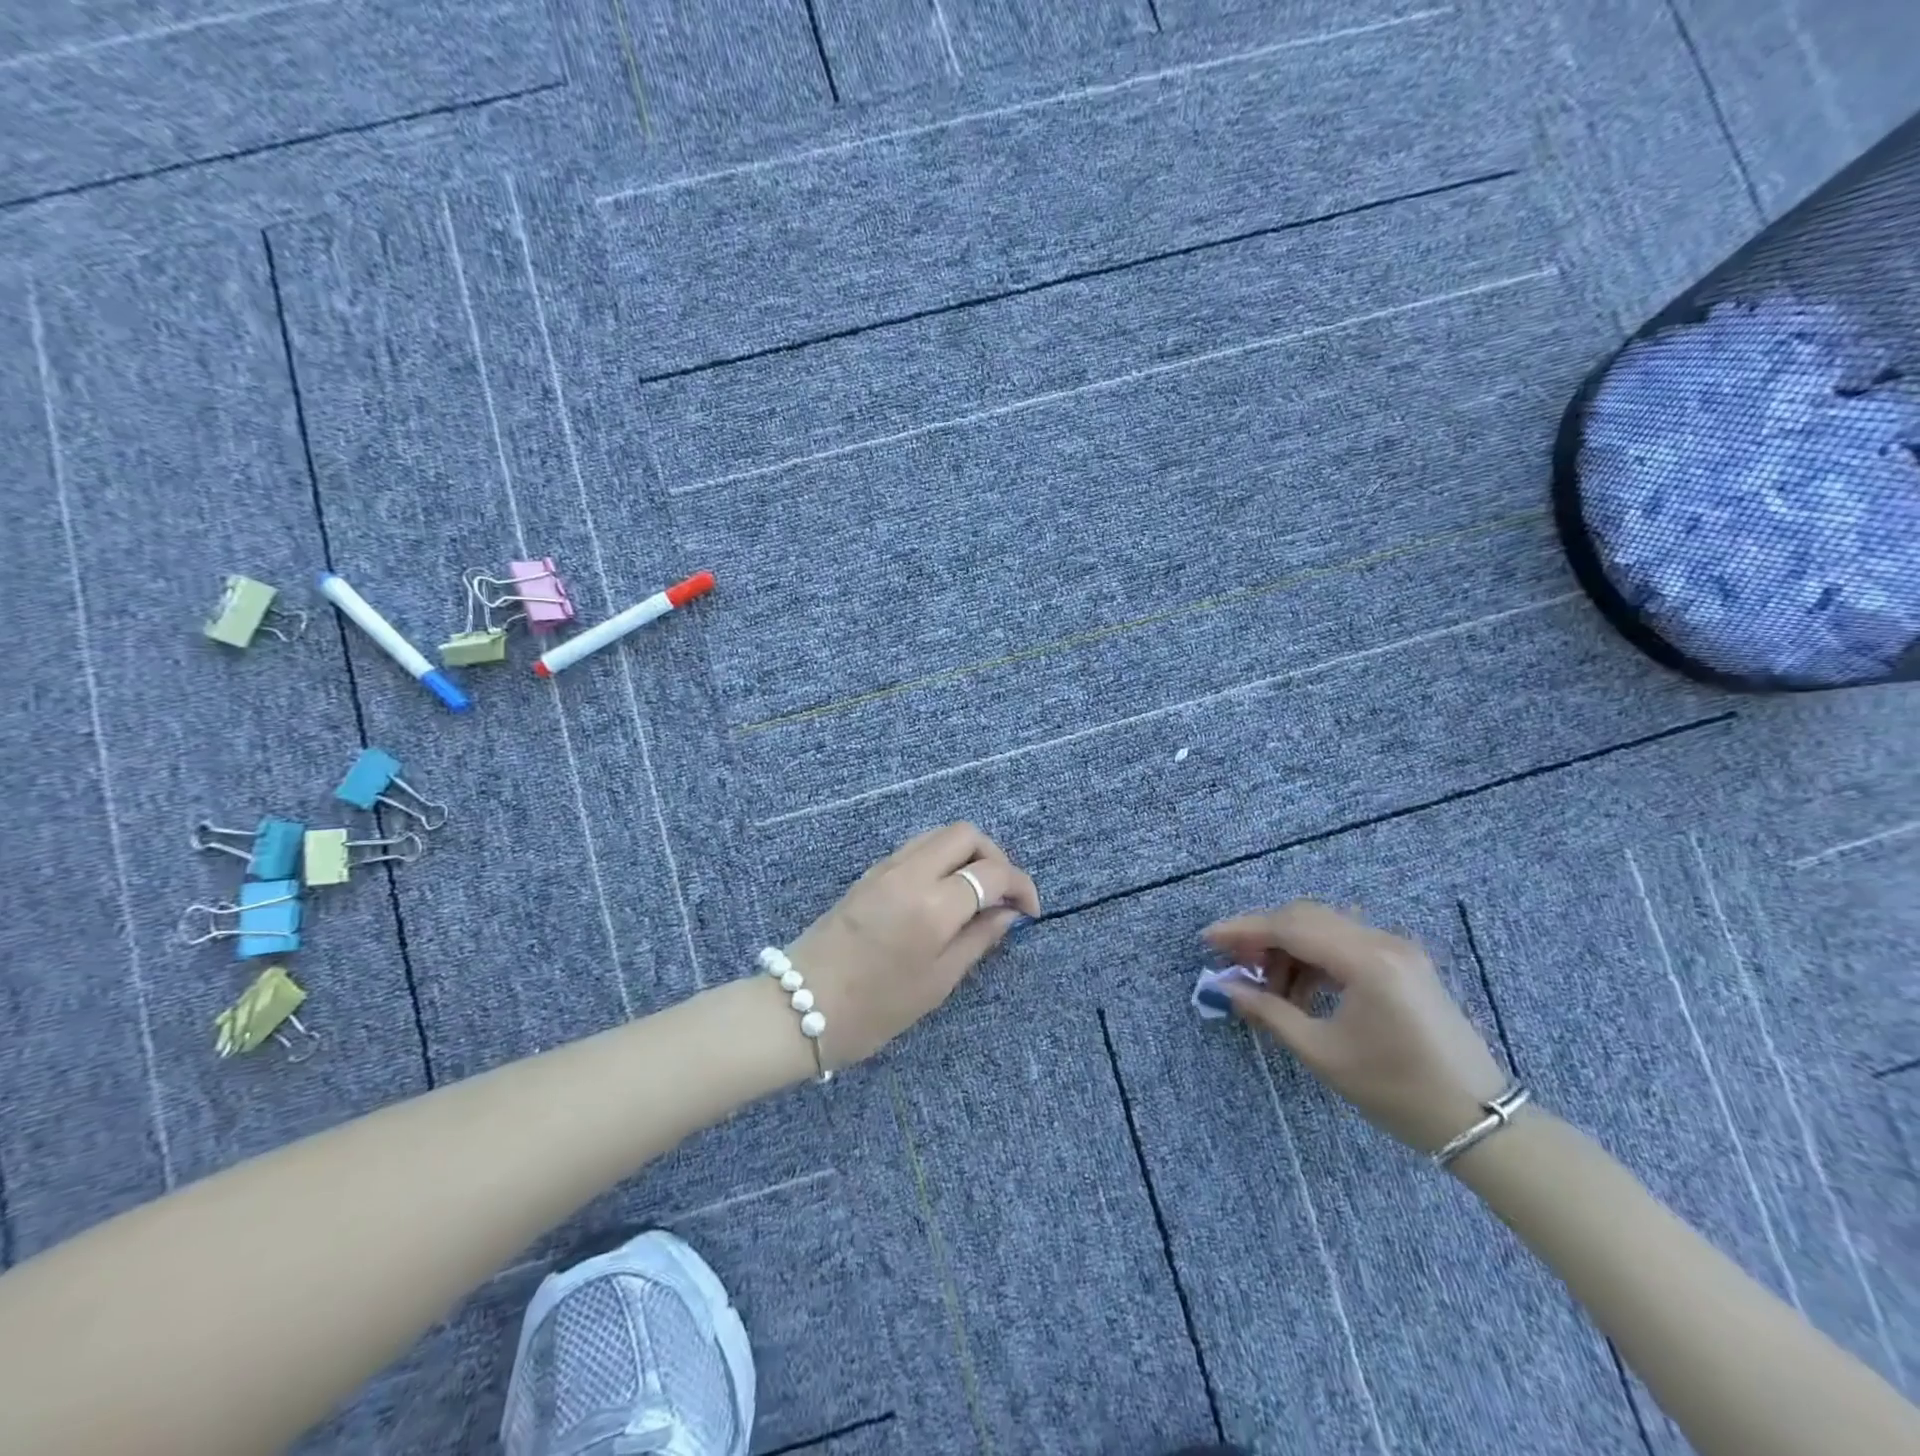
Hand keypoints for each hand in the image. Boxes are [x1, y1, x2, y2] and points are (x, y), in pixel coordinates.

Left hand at [786, 824, 1040, 1067]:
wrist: (799, 1005)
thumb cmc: (874, 1008)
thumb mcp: (937, 983)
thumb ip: (978, 940)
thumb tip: (1007, 913)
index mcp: (933, 904)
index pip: (992, 872)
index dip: (1021, 886)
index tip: (1029, 911)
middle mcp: (911, 872)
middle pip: (966, 834)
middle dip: (995, 857)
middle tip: (1002, 895)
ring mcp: (886, 868)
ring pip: (939, 835)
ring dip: (966, 854)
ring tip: (976, 893)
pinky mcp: (869, 873)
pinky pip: (916, 848)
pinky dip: (940, 858)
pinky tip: (943, 893)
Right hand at [1203, 901, 1507, 1153]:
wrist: (1480, 1120)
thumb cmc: (1397, 1091)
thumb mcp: (1324, 1054)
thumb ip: (1270, 1012)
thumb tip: (1227, 988)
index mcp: (1366, 960)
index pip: (1290, 927)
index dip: (1243, 930)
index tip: (1208, 940)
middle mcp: (1382, 941)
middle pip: (1305, 916)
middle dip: (1263, 935)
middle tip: (1234, 963)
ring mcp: (1398, 948)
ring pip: (1324, 926)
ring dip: (1289, 947)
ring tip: (1269, 987)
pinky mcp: (1404, 961)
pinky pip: (1346, 941)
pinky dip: (1315, 956)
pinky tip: (1302, 989)